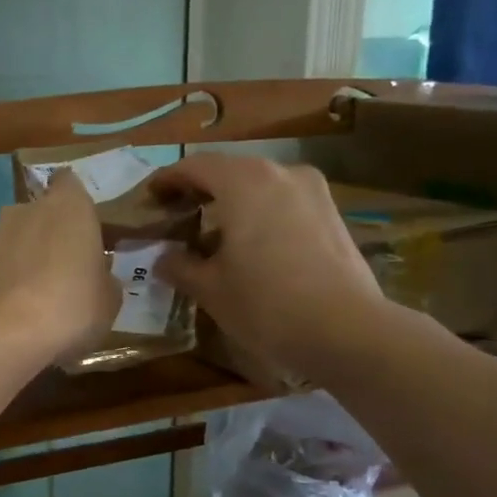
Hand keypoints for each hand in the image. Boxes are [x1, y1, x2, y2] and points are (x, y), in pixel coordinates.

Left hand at [0, 169, 119, 364]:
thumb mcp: (109, 300)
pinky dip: (11, 282)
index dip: (78, 204)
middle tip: (71, 268)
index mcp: (70, 205)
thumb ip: (105, 279)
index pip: (70, 183)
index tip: (88, 229)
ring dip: (30, 259)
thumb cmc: (71, 305)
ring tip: (45, 297)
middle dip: (54, 234)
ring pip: (20, 240)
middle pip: (44, 213)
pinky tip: (22, 311)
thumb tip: (97, 277)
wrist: (2, 334)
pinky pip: (2, 267)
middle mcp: (28, 208)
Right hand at [151, 153, 390, 378]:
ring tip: (213, 233)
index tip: (150, 197)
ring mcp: (312, 191)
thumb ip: (180, 266)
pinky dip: (260, 212)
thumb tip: (164, 258)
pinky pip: (283, 202)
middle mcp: (280, 173)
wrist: (346, 330)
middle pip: (229, 170)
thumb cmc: (266, 304)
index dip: (168, 179)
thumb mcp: (211, 289)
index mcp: (244, 182)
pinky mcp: (331, 213)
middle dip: (200, 189)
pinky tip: (251, 244)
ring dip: (232, 202)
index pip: (196, 166)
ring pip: (260, 185)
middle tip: (177, 214)